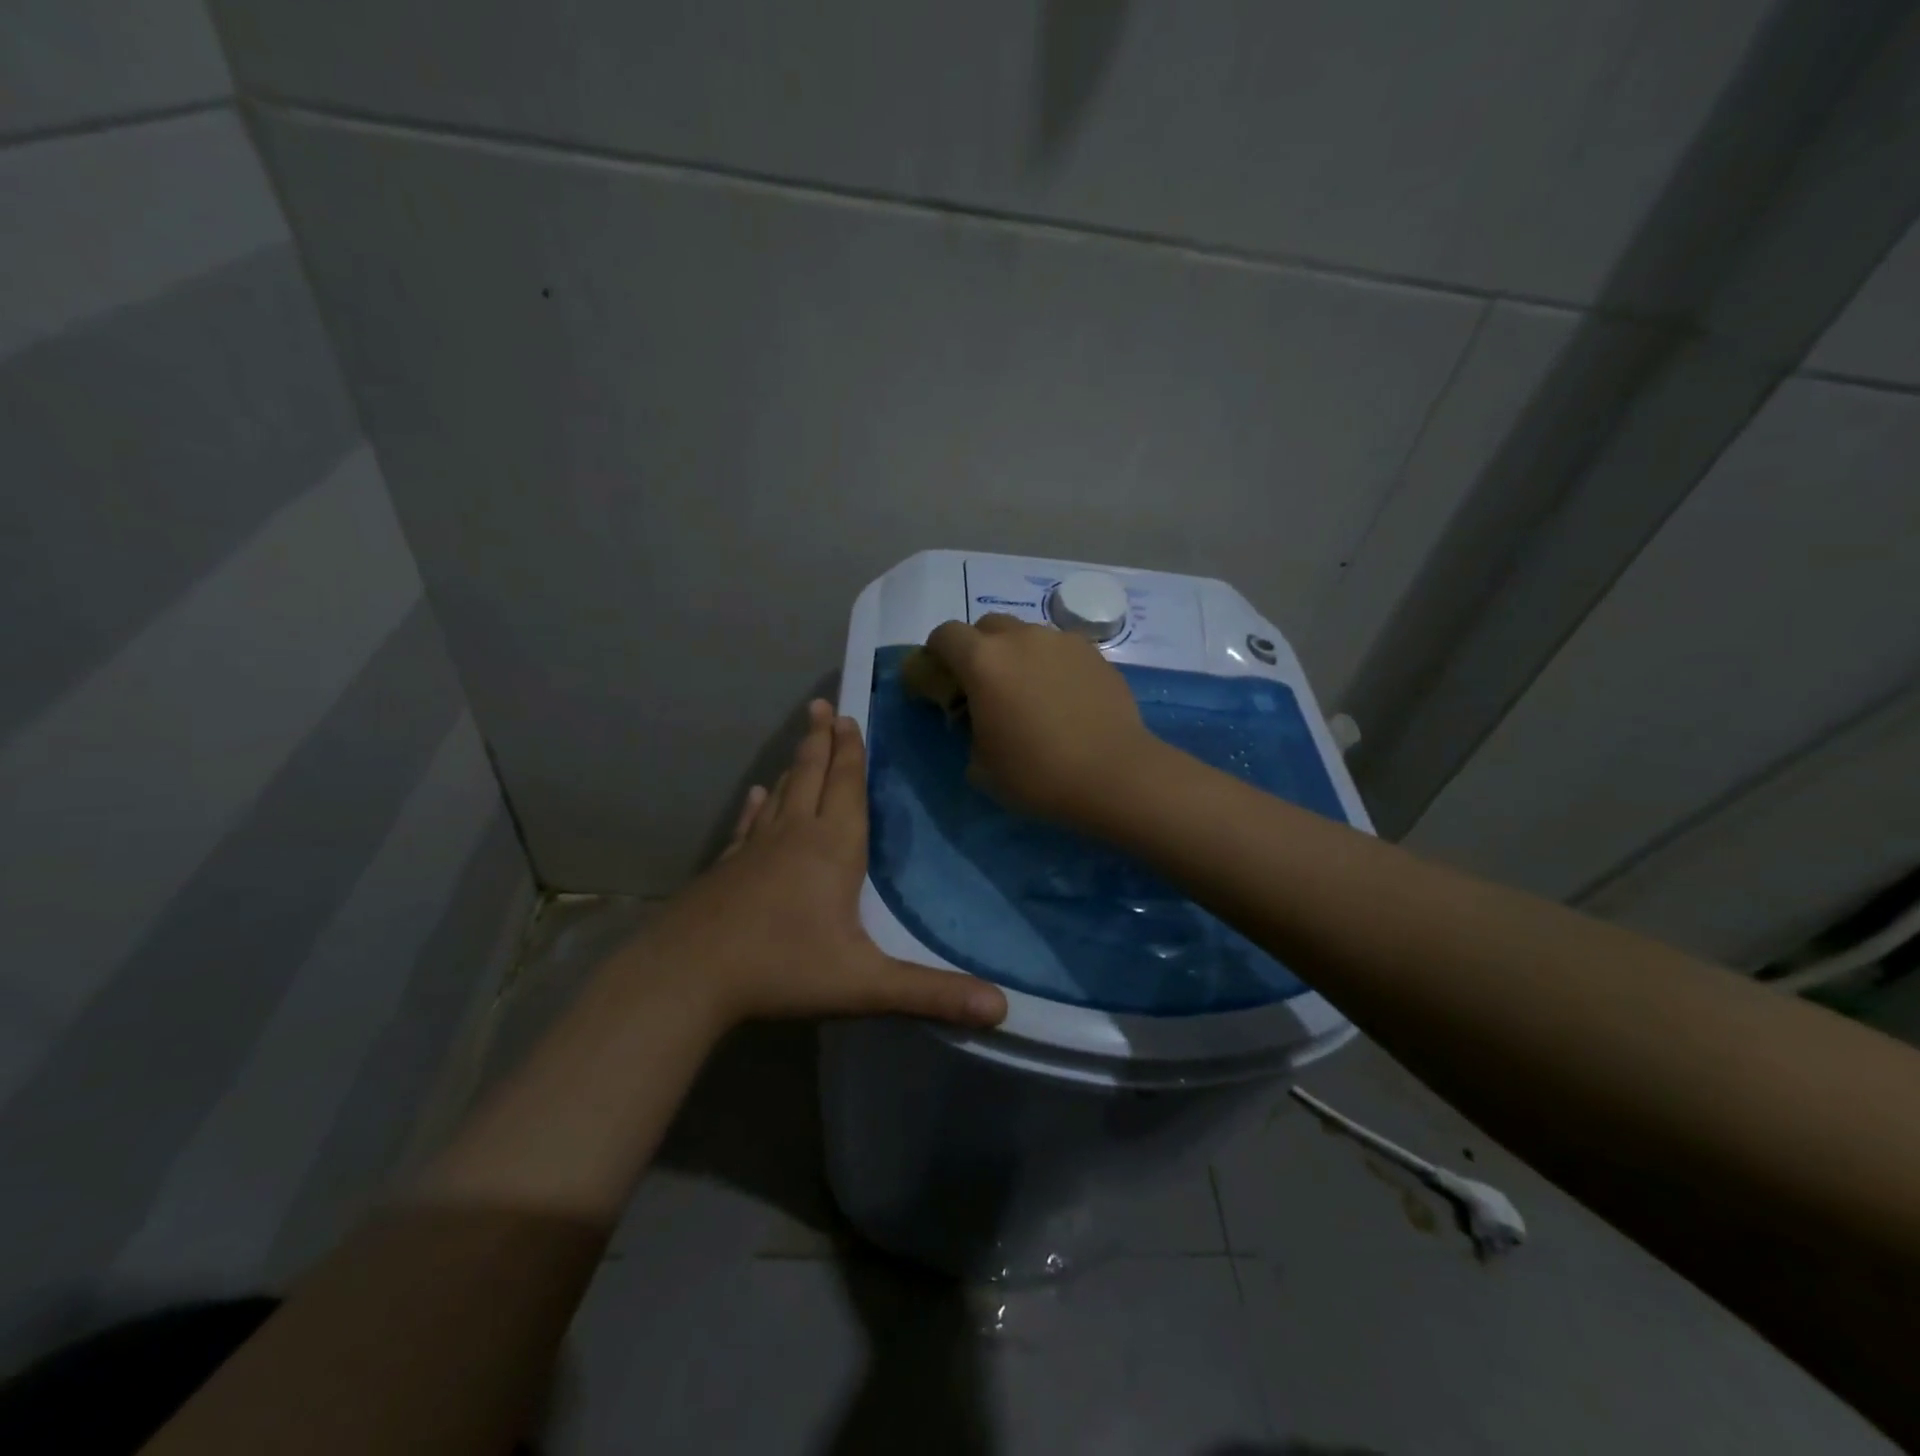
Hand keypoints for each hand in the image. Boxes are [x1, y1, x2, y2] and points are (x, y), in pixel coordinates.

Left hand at [617, 700, 1007, 1030]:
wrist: (688, 976)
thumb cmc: (782, 968)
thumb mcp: (866, 984)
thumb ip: (932, 993)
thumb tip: (1002, 1008)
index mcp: (832, 849)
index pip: (847, 787)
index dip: (851, 752)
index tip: (848, 716)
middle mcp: (794, 836)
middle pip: (813, 777)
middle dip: (822, 742)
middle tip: (822, 706)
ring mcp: (755, 850)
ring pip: (782, 795)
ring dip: (796, 764)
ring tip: (803, 738)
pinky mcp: (727, 868)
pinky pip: (749, 826)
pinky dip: (757, 806)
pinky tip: (756, 795)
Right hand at [923, 614, 1167, 828]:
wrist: (1114, 774)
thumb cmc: (1038, 775)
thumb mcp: (981, 766)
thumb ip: (969, 731)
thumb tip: (979, 721)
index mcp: (983, 661)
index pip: (945, 635)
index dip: (936, 653)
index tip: (941, 678)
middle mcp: (1021, 638)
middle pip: (987, 626)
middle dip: (978, 649)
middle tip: (985, 686)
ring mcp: (1061, 641)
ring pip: (1026, 635)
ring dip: (1017, 654)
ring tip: (1029, 692)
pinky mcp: (1094, 653)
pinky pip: (1059, 649)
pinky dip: (1051, 664)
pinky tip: (1063, 697)